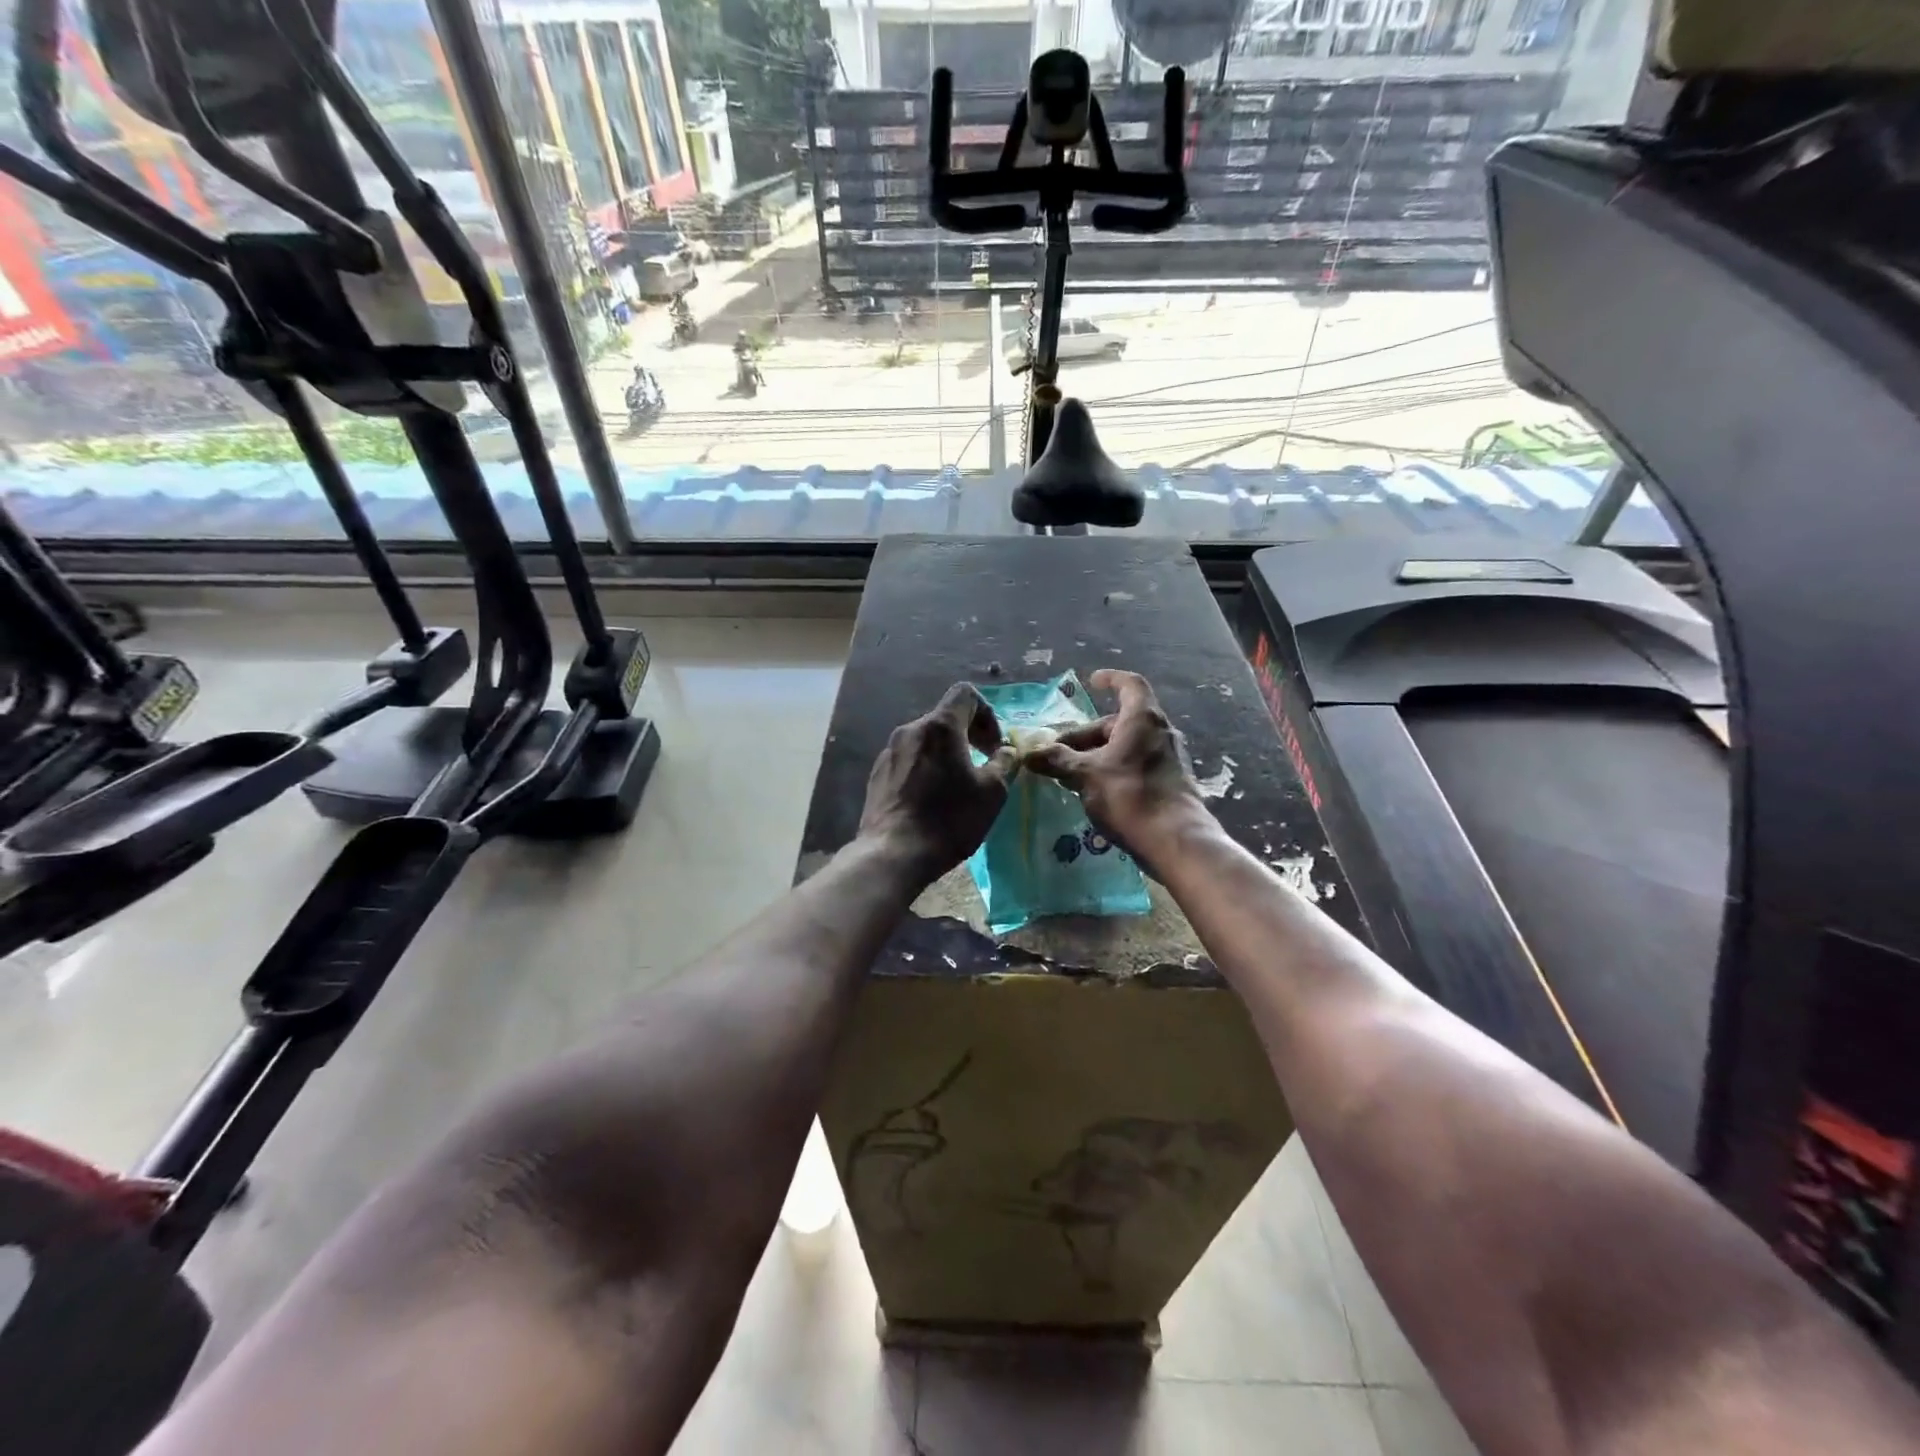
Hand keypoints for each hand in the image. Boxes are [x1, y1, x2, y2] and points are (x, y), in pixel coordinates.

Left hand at [860, 684, 1017, 883]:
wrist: (893, 853)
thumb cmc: (949, 819)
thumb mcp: (992, 792)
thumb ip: (1004, 763)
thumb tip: (1006, 750)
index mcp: (940, 727)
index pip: (965, 693)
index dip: (986, 713)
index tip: (993, 746)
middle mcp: (910, 730)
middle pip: (944, 718)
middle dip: (968, 736)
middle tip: (982, 766)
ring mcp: (889, 751)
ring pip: (925, 741)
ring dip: (946, 754)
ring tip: (956, 787)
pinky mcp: (877, 774)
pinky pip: (908, 760)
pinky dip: (925, 769)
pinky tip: (930, 801)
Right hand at [1026, 670, 1206, 859]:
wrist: (1175, 840)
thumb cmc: (1129, 795)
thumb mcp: (1085, 775)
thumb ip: (1057, 761)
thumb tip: (1029, 754)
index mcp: (1142, 718)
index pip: (1129, 685)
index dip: (1111, 679)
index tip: (1092, 681)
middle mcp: (1160, 732)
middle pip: (1119, 722)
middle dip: (1087, 734)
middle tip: (1059, 752)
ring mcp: (1169, 758)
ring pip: (1127, 746)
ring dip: (1098, 754)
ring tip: (1071, 773)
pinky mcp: (1171, 783)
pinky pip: (1136, 765)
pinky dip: (1114, 769)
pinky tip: (1095, 791)